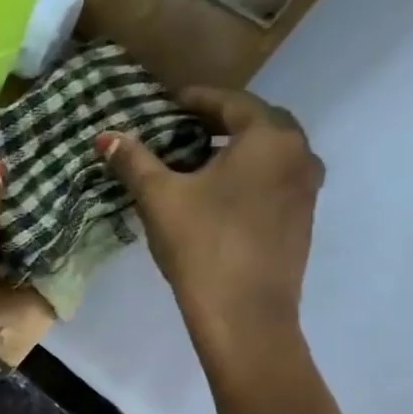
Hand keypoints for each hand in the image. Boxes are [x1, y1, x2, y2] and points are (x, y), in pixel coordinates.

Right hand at [98, 87, 322, 380]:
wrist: (244, 314)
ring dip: (232, 149)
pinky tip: (214, 193)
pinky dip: (245, 173)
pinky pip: (272, 179)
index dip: (195, 99)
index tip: (166, 102)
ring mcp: (306, 188)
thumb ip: (134, 161)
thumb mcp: (159, 198)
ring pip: (267, 153)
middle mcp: (299, 154)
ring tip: (192, 160)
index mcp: (269, 138)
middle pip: (256, 123)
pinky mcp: (300, 218)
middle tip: (178, 128)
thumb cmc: (201, 245)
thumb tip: (106, 136)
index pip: (231, 102)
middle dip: (216, 121)